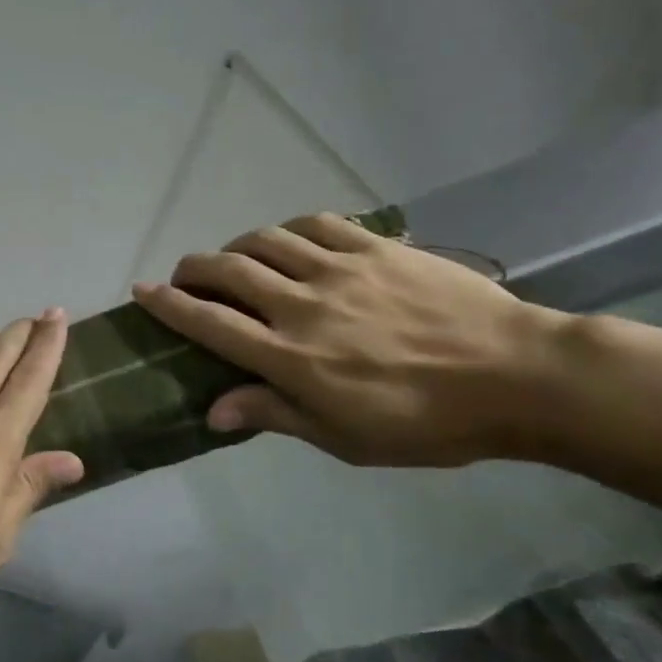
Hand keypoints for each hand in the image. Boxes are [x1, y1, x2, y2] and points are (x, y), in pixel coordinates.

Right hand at [132, 213, 563, 466]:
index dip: (169, 305)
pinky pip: (317, 224)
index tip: (143, 291)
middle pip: (228, 271)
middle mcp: (303, 305)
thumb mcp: (344, 438)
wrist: (518, 376)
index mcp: (291, 357)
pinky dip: (288, 228)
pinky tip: (287, 239)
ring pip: (266, 240)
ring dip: (236, 246)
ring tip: (234, 259)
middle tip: (185, 275)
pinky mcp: (377, 247)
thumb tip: (212, 411)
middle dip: (193, 268)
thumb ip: (274, 414)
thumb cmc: (426, 423)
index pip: (210, 323)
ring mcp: (340, 269)